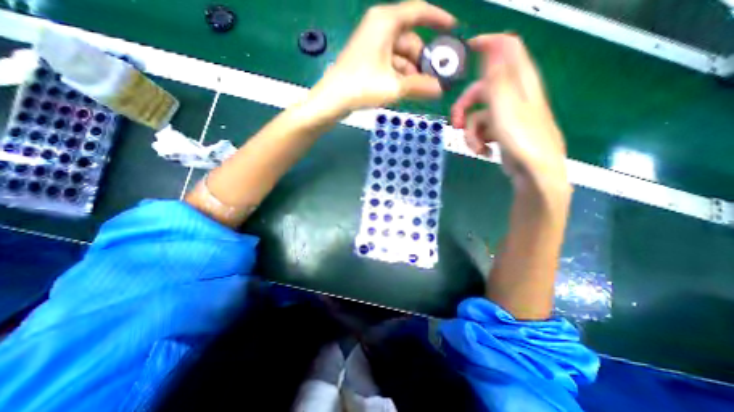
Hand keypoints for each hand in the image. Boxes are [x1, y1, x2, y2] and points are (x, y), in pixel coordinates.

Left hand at [307, 0, 454, 116]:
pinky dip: (399, 75)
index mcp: (386, 22)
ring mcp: (372, 44)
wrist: (332, 100)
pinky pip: (390, 63)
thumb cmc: (361, 87)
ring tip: (419, 90)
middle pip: (410, 39)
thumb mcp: (394, 87)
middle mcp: (379, 27)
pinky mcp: (367, 60)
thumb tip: (440, 90)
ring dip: (411, 71)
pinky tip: (404, 89)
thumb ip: (419, 86)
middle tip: (433, 80)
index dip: (438, 19)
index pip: (418, 11)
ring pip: (400, 54)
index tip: (453, 30)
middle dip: (422, 60)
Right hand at [451, 34, 569, 191]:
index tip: (466, 50)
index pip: (507, 48)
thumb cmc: (522, 139)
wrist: (533, 172)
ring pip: (477, 115)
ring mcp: (506, 116)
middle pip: (480, 90)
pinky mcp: (501, 132)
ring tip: (476, 147)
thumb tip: (492, 47)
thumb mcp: (506, 106)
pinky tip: (483, 152)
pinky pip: (482, 131)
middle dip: (463, 107)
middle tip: (454, 123)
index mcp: (519, 82)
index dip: (488, 43)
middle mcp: (513, 95)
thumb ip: (497, 78)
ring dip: (470, 133)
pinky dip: (478, 141)